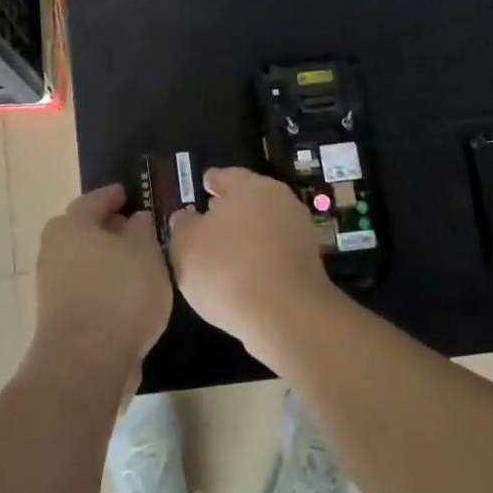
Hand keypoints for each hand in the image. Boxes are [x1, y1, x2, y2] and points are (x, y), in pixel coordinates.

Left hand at [31, 183, 171, 393]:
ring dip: (108, 261)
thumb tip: (135, 219)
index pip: (94, 200)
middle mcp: (54, 250)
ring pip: (85, 262)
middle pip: (84, 231)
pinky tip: (128, 297)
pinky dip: (105, 287)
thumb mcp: (146, 253)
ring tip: (140, 266)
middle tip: (138, 230)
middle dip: (110, 229)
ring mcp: (52, 286)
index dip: (114, 196)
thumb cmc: (120, 294)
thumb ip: (142, 229)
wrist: (85, 363)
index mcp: (71, 225)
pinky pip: (86, 289)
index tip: (130, 194)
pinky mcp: (58, 317)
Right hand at [167, 166, 338, 363]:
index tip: (200, 191)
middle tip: (207, 227)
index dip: (209, 184)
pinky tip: (245, 278)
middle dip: (229, 211)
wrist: (288, 317)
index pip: (223, 176)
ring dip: (247, 237)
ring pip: (264, 226)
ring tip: (224, 257)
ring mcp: (299, 230)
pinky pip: (276, 253)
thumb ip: (182, 225)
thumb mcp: (185, 246)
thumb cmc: (227, 271)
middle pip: (248, 199)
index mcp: (248, 185)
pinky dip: (261, 260)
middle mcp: (279, 199)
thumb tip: (186, 217)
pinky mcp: (310, 262)